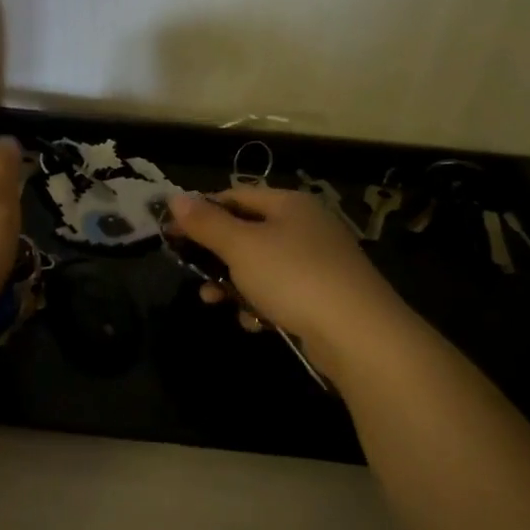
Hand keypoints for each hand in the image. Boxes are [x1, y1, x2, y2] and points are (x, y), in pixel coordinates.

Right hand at [165, 187, 413, 370]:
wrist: (358, 333)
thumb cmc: (293, 277)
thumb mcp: (241, 246)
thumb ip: (206, 223)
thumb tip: (175, 198)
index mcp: (289, 204)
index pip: (235, 196)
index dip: (201, 212)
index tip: (172, 234)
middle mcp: (306, 226)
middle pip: (247, 233)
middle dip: (216, 255)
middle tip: (191, 272)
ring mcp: (318, 261)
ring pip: (261, 266)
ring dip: (233, 284)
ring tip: (214, 302)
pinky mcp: (324, 295)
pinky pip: (281, 292)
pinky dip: (262, 304)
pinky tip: (255, 322)